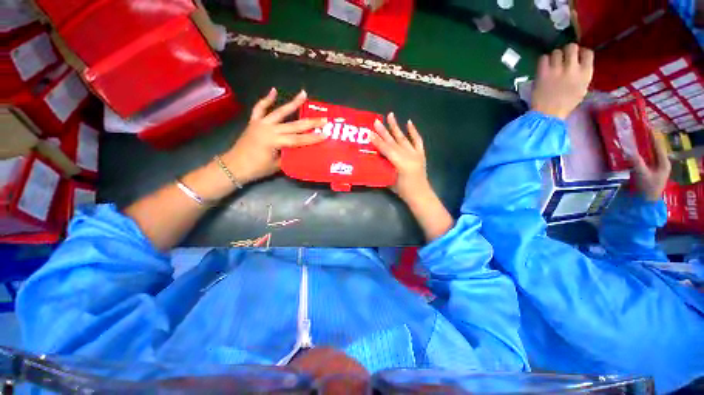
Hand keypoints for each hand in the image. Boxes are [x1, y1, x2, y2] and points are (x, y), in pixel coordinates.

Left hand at [221, 88, 326, 183]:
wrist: (234, 166)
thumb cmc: (257, 169)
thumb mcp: (278, 166)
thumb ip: (290, 155)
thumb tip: (302, 150)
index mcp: (275, 141)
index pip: (299, 139)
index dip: (313, 138)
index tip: (326, 134)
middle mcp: (269, 129)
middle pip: (294, 124)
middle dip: (311, 122)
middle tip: (324, 118)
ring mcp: (261, 123)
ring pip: (280, 111)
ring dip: (293, 103)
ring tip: (303, 93)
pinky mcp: (254, 121)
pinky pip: (260, 108)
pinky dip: (266, 99)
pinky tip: (273, 90)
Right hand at [372, 113, 453, 240]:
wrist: (420, 194)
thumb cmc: (403, 191)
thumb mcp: (390, 180)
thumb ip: (383, 168)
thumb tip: (374, 157)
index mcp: (400, 163)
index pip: (386, 150)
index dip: (378, 141)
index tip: (370, 133)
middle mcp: (408, 155)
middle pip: (393, 141)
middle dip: (384, 131)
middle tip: (376, 121)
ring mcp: (416, 153)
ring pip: (403, 138)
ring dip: (396, 127)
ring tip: (390, 115)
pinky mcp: (421, 153)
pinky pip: (417, 140)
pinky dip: (413, 132)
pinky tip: (409, 122)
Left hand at [531, 43, 593, 118]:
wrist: (548, 114)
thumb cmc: (566, 104)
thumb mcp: (582, 88)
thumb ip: (582, 74)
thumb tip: (579, 63)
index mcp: (586, 73)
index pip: (588, 52)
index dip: (581, 52)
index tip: (576, 56)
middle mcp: (573, 68)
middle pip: (571, 47)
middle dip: (567, 50)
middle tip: (562, 58)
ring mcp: (557, 69)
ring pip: (556, 51)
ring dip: (554, 56)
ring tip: (552, 64)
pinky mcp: (543, 73)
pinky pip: (543, 58)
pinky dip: (543, 61)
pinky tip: (543, 67)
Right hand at [631, 131, 670, 200]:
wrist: (645, 202)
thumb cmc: (647, 188)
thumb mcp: (642, 174)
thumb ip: (636, 162)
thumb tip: (628, 150)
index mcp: (663, 162)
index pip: (658, 145)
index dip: (653, 135)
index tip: (646, 126)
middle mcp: (660, 162)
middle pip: (653, 148)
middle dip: (646, 140)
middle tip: (638, 131)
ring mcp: (653, 167)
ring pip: (647, 153)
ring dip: (641, 146)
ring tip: (633, 138)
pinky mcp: (646, 170)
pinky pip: (642, 158)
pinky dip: (637, 153)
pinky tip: (631, 151)